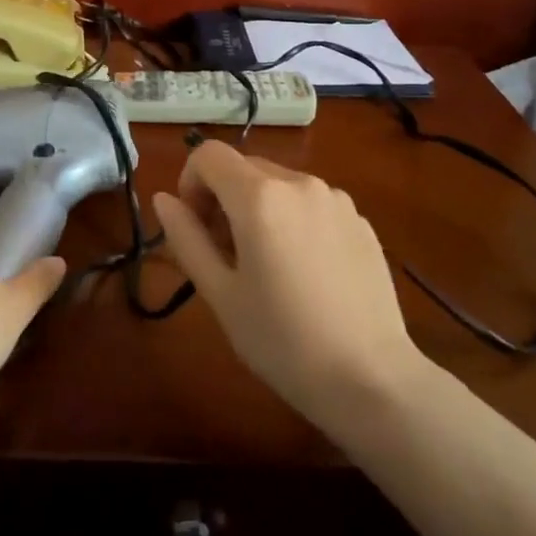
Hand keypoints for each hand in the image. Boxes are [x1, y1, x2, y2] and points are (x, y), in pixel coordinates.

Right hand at [153, 141, 430, 436]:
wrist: (372, 380)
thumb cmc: (282, 340)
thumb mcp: (220, 293)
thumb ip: (186, 237)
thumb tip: (163, 198)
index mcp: (259, 197)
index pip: (208, 155)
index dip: (190, 182)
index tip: (195, 226)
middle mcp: (300, 183)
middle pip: (244, 167)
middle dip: (222, 197)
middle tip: (223, 253)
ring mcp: (337, 200)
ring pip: (279, 184)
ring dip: (258, 208)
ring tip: (266, 265)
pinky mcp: (361, 221)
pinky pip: (312, 204)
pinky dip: (293, 220)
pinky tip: (305, 273)